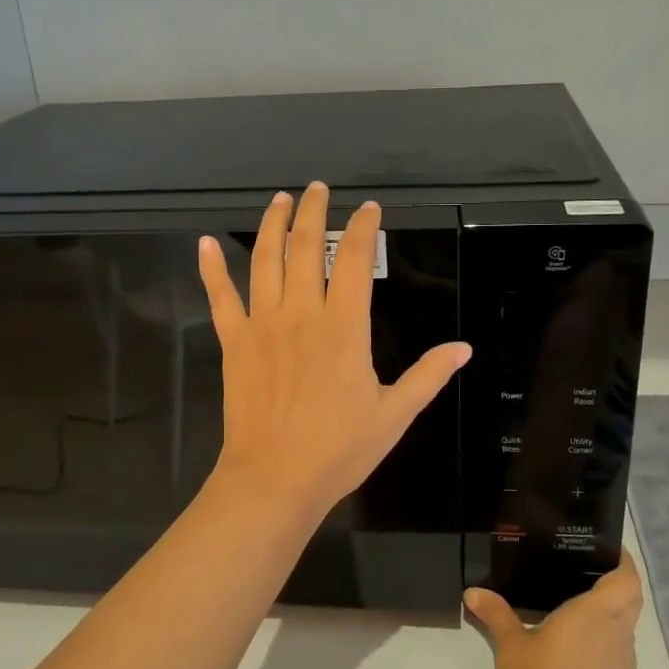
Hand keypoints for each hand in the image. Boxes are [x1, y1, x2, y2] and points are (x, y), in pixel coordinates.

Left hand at [197, 182, 471, 523]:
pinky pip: (220, 297)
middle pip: (304, 247)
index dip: (362, 228)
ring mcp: (262, 325)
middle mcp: (301, 314)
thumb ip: (428, 376)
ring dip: (271, 224)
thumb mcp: (394, 415)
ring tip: (278, 199)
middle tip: (318, 188)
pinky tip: (204, 242)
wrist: (274, 480)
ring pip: (264, 260)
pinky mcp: (233, 342)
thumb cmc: (338, 450)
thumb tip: (463, 348)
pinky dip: (211, 267)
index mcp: (344, 328)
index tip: (368, 209)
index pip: (353, 260)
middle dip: (312, 212)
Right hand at [465, 551, 644, 668]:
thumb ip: (496, 615)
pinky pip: (617, 660)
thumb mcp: (510, 647)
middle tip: (585, 577)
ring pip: (624, 631)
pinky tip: (575, 659)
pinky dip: (603, 651)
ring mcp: (625, 667)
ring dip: (608, 621)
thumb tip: (473, 592)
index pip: (627, 578)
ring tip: (573, 618)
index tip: (607, 551)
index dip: (624, 562)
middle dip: (617, 586)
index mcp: (595, 614)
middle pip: (630, 601)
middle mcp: (617, 634)